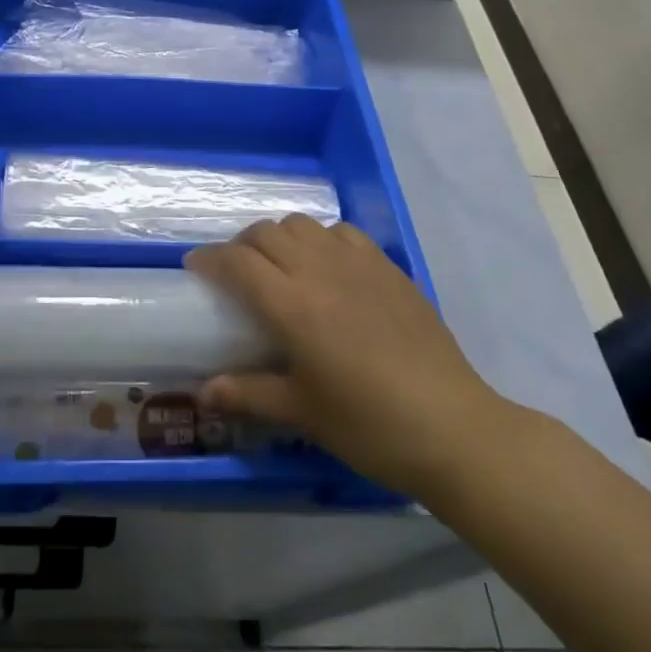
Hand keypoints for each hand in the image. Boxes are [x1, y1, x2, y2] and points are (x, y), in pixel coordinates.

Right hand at [186, 216, 517, 497]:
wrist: (454, 427)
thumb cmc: (370, 425)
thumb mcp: (303, 413)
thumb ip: (248, 393)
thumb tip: (203, 393)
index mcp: (291, 305)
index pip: (237, 261)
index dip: (210, 259)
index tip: (196, 268)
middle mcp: (319, 271)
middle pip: (265, 232)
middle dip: (241, 245)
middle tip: (236, 273)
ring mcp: (357, 263)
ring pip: (302, 224)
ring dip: (280, 237)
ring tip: (280, 266)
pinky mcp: (388, 267)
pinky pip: (342, 232)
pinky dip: (321, 239)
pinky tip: (327, 267)